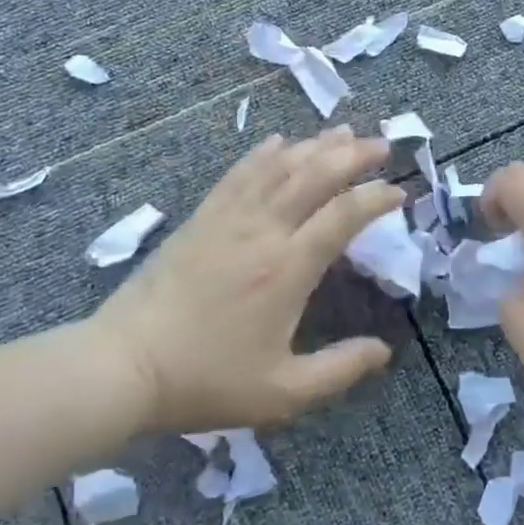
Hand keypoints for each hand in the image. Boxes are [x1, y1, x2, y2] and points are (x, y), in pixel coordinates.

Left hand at [85, 128, 403, 432]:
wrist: (123, 365)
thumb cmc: (205, 379)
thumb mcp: (282, 393)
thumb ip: (339, 370)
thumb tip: (384, 351)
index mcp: (288, 269)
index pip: (343, 216)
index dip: (376, 198)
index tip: (400, 193)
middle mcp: (263, 230)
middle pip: (315, 175)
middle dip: (353, 155)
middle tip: (382, 145)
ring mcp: (229, 218)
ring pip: (280, 166)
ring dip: (315, 145)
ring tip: (344, 131)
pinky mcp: (201, 217)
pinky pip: (239, 173)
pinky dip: (264, 152)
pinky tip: (279, 141)